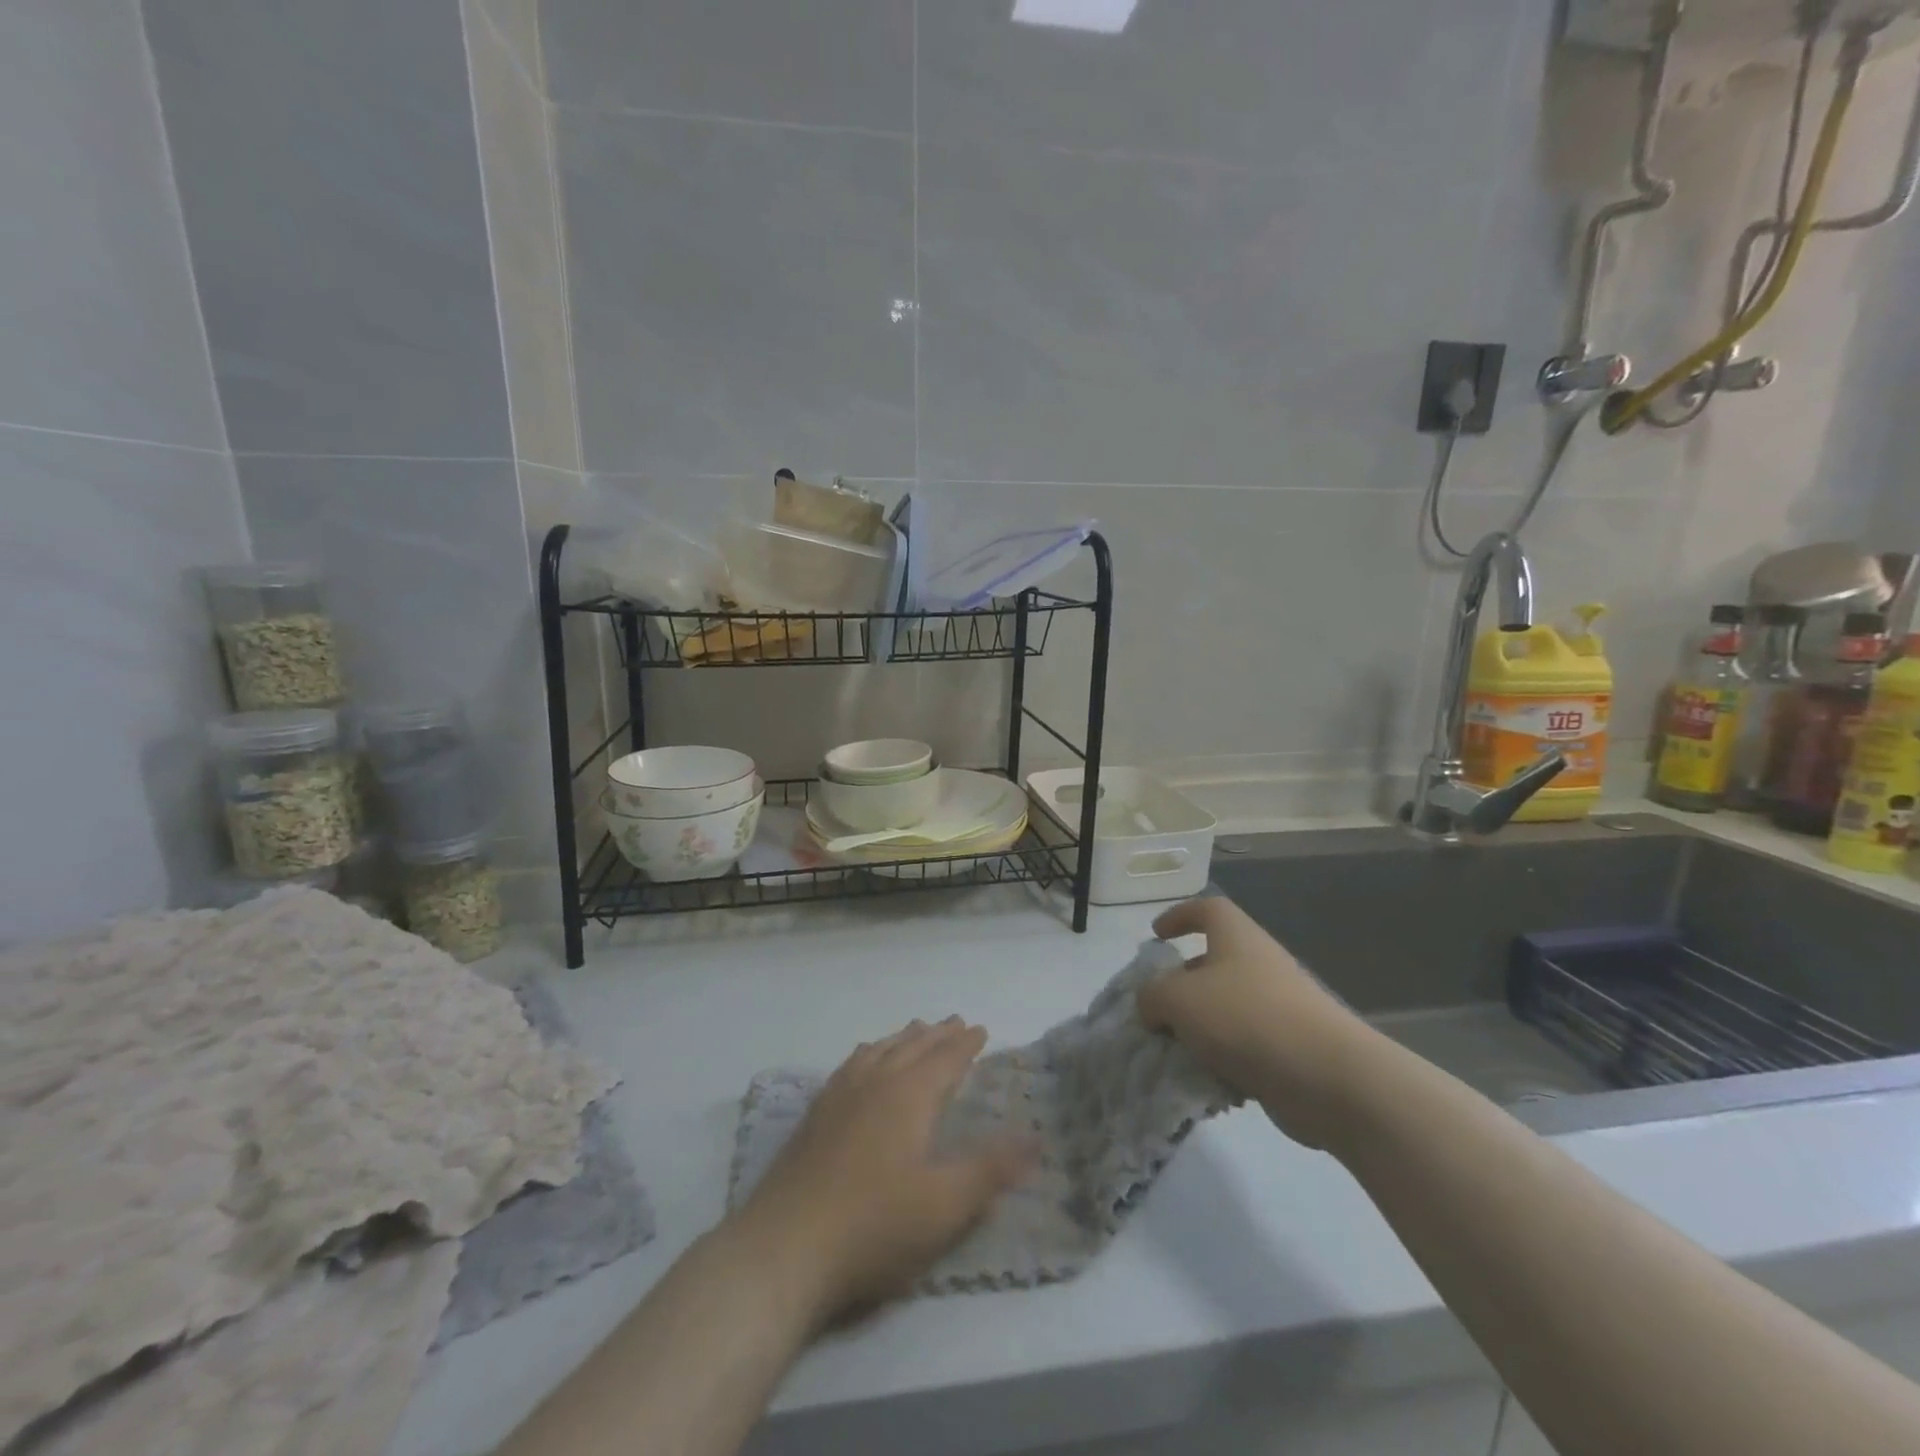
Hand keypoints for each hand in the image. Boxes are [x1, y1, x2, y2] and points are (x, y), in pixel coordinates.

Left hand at [732, 1018, 1033, 1324]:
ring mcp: (840, 1095)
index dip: (965, 1044)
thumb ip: (991, 1170)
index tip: (980, 1029)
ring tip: (915, 1030)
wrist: (785, 1247)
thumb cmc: (874, 1226)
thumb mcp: (945, 1206)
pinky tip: (864, 1061)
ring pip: (879, 1051)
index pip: (945, 1059)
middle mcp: (875, 1082)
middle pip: (912, 1047)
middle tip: (954, 1022)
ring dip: (903, 1039)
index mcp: (909, 1096)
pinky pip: (850, 1065)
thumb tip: (1035, 1139)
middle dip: (937, 1034)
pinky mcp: (815, 1115)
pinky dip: (869, 1053)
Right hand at [1138, 897, 1378, 1148]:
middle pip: (1214, 963)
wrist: (1329, 1078)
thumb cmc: (1246, 1018)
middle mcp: (1260, 964)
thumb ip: (1152, 996)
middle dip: (1182, 985)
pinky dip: (1224, 1060)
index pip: (1208, 909)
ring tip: (1174, 1051)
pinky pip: (1245, 1046)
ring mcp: (1280, 1007)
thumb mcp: (1178, 999)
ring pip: (1227, 1009)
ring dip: (1199, 1028)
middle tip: (1157, 1008)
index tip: (1156, 936)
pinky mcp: (1291, 1048)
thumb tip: (1152, 1005)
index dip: (1179, 916)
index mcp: (1236, 938)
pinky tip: (1208, 1081)